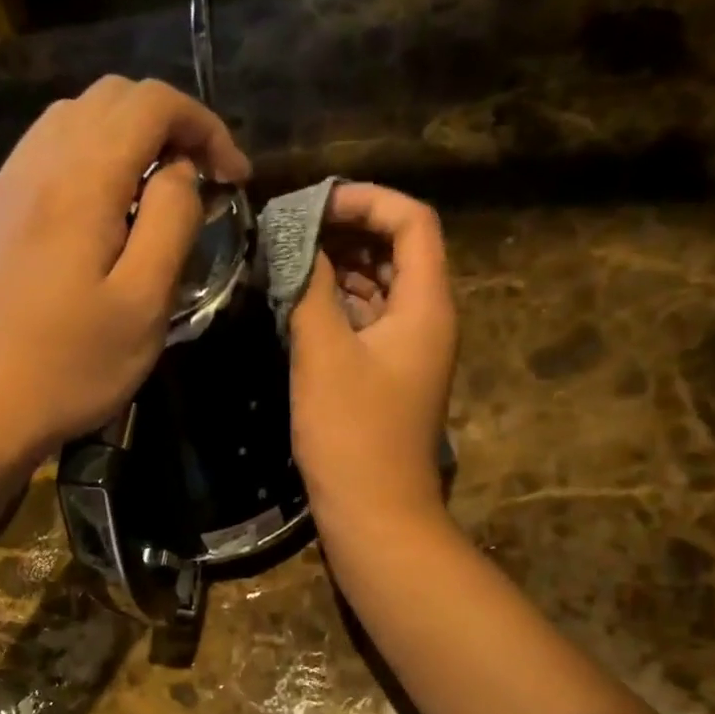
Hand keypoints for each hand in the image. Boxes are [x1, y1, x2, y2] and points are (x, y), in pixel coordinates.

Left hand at [0, 75, 251, 462]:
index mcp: (81, 181)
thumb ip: (171, 222)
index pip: (151, 104)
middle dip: (167, 125)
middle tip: (198, 181)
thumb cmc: (76, 366)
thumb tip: (180, 172)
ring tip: (151, 193)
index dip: (204, 126)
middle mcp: (36, 164)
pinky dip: (85, 159)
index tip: (232, 178)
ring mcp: (4, 185)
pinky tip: (98, 212)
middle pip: (110, 98)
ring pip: (72, 118)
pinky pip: (43, 153)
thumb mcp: (145, 303)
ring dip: (124, 138)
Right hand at [288, 183, 456, 541]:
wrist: (374, 512)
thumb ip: (309, 288)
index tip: (313, 204)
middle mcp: (426, 320)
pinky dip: (337, 305)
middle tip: (291, 229)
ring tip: (287, 258)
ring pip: (379, 288)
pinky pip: (366, 323)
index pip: (412, 222)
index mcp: (426, 305)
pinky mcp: (386, 377)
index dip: (367, 201)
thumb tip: (293, 240)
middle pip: (398, 250)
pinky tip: (298, 304)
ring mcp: (407, 351)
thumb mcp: (323, 353)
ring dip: (339, 268)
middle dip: (348, 231)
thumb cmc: (352, 433)